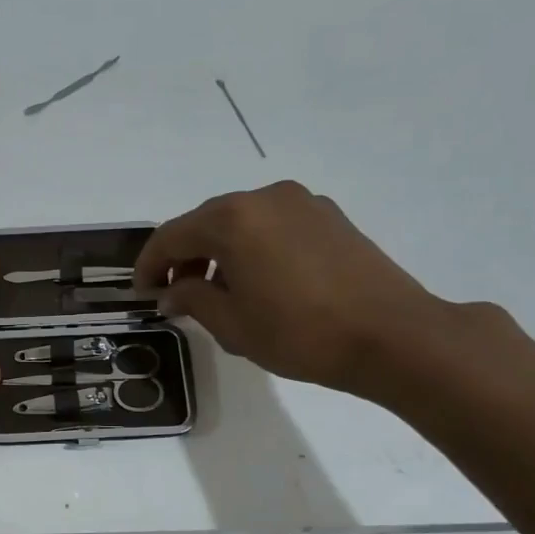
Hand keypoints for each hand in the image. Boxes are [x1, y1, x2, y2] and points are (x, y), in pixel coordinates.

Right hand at [133, 181, 457, 398]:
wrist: (392, 335)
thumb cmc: (300, 333)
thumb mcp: (232, 324)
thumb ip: (192, 298)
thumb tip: (171, 291)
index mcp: (232, 220)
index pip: (171, 236)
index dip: (149, 265)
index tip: (141, 293)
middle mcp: (264, 198)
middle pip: (206, 222)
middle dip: (184, 256)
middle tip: (174, 293)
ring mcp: (301, 202)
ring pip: (241, 221)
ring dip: (219, 251)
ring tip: (217, 290)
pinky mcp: (329, 216)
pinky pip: (273, 224)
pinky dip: (253, 246)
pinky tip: (259, 280)